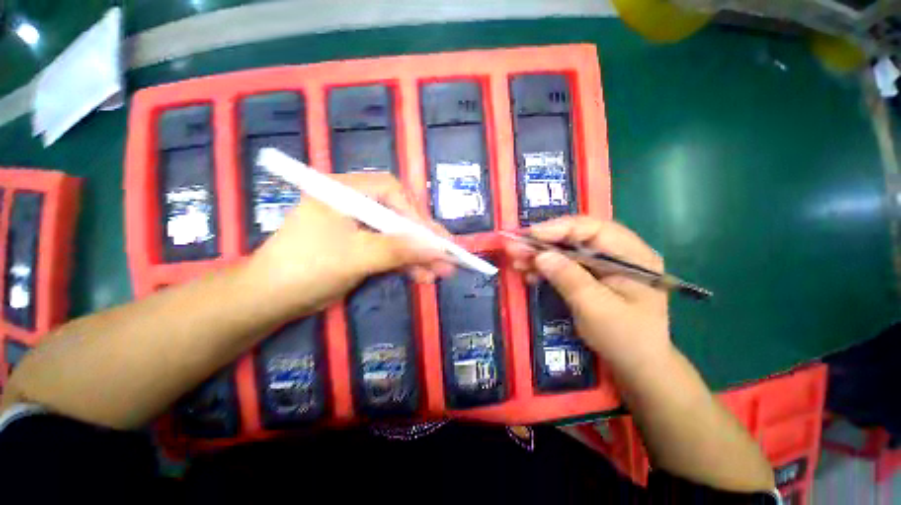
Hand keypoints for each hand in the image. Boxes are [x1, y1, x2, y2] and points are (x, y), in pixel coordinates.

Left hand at [246, 172, 454, 315]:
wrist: (271, 300)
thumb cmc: (307, 269)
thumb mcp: (357, 257)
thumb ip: (399, 250)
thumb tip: (438, 248)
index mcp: (344, 191)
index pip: (391, 191)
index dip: (416, 214)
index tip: (435, 239)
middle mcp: (354, 203)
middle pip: (399, 215)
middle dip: (423, 239)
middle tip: (447, 257)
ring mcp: (359, 225)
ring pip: (397, 235)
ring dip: (418, 255)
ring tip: (440, 272)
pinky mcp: (361, 245)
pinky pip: (390, 249)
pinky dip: (406, 263)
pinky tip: (422, 275)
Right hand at [505, 217, 670, 369]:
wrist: (636, 365)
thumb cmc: (624, 339)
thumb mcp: (596, 309)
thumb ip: (570, 278)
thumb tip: (540, 255)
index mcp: (632, 255)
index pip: (594, 228)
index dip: (559, 228)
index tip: (530, 235)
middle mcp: (618, 252)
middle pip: (576, 237)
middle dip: (543, 242)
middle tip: (515, 248)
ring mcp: (603, 264)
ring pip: (566, 250)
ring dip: (540, 254)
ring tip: (516, 260)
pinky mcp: (590, 275)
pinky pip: (564, 264)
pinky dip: (545, 267)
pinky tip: (528, 272)